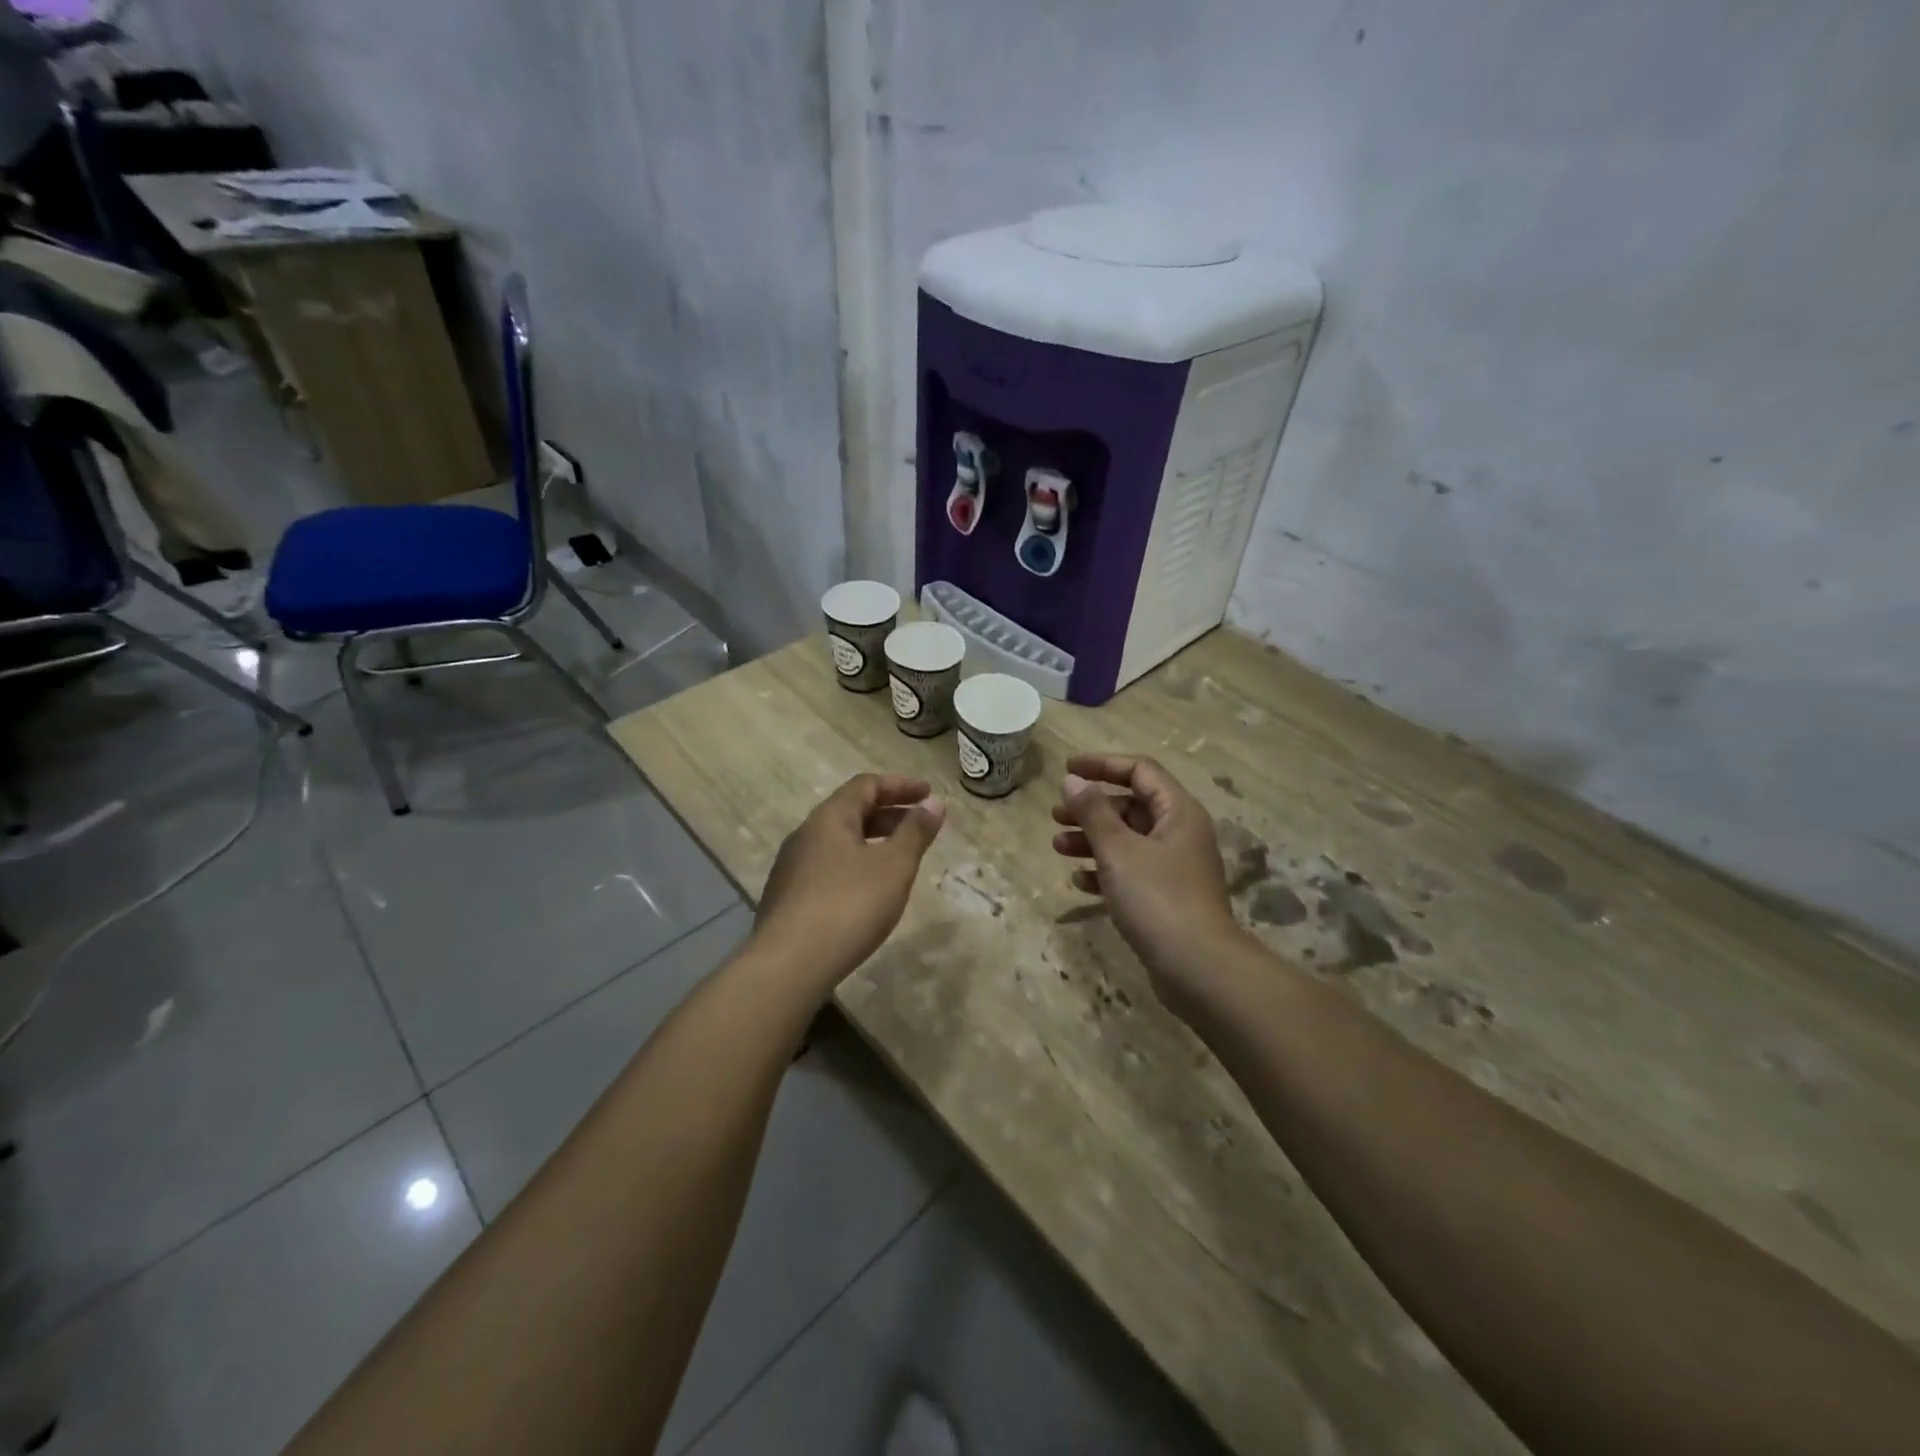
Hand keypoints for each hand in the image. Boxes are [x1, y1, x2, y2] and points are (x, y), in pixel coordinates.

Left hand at [751, 774, 945, 994]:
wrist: (789, 964)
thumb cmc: (849, 905)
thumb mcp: (894, 866)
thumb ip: (915, 832)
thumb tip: (934, 803)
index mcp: (830, 818)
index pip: (866, 785)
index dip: (900, 785)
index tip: (928, 794)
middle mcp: (806, 834)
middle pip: (851, 811)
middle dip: (890, 814)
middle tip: (921, 826)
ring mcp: (792, 867)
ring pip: (839, 841)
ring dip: (873, 841)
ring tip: (899, 859)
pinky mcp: (788, 897)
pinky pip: (829, 866)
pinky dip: (856, 865)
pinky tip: (869, 891)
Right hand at [1052, 755, 1247, 1011]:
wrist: (1198, 968)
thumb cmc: (1157, 898)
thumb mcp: (1118, 850)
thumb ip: (1093, 812)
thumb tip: (1073, 780)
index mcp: (1178, 812)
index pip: (1140, 771)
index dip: (1102, 765)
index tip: (1067, 770)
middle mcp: (1180, 833)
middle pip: (1132, 806)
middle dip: (1091, 808)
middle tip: (1056, 815)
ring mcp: (1175, 867)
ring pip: (1128, 841)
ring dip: (1092, 840)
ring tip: (1058, 847)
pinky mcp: (1168, 898)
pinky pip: (1132, 872)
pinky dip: (1105, 871)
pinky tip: (1079, 881)